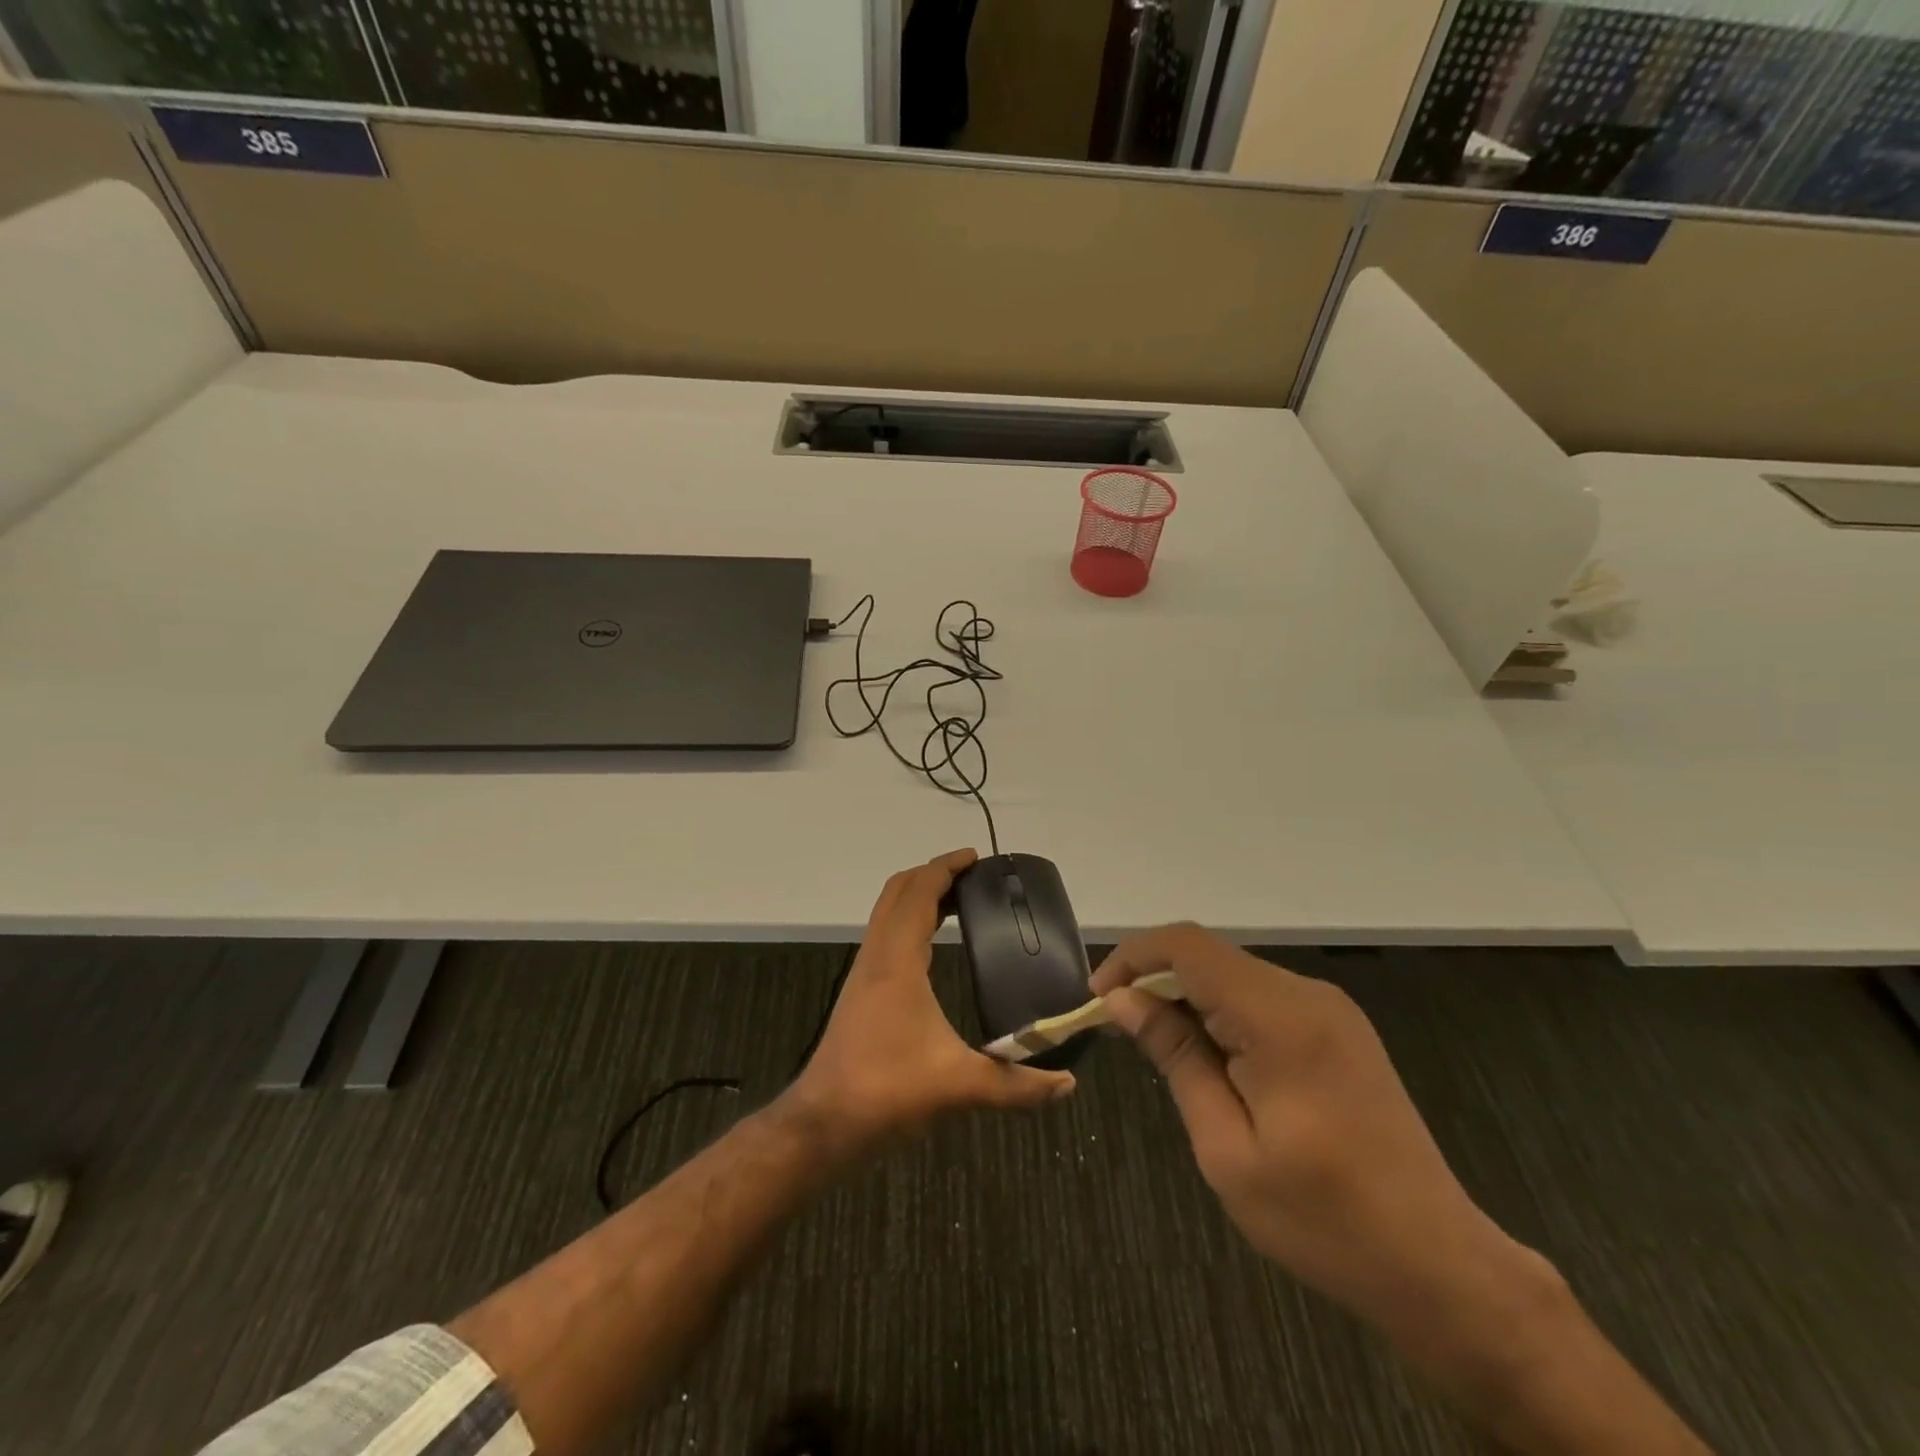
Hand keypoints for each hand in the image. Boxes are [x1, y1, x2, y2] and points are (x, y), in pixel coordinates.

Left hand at [793, 849, 1075, 1143]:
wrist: (825, 1122)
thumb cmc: (887, 1091)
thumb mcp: (958, 1086)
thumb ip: (1016, 1085)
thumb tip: (1066, 1083)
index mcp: (897, 961)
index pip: (918, 893)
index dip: (945, 868)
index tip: (975, 858)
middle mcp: (877, 956)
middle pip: (897, 892)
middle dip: (932, 874)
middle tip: (971, 876)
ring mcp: (864, 972)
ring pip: (887, 913)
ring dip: (917, 896)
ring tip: (957, 902)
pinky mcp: (860, 990)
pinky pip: (885, 935)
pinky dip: (908, 921)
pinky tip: (931, 946)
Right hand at [1092, 926, 1540, 1339]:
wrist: (1439, 1265)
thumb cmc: (1323, 1220)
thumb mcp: (1227, 1148)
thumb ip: (1176, 1058)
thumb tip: (1123, 1000)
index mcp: (1280, 1018)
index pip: (1188, 947)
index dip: (1133, 957)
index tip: (1099, 999)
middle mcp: (1307, 995)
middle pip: (1209, 956)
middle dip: (1156, 980)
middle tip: (1121, 1030)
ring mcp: (1329, 1008)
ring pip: (1233, 974)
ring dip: (1188, 998)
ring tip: (1159, 1050)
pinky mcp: (1338, 1027)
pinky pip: (1261, 997)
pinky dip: (1221, 1012)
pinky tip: (1211, 1059)